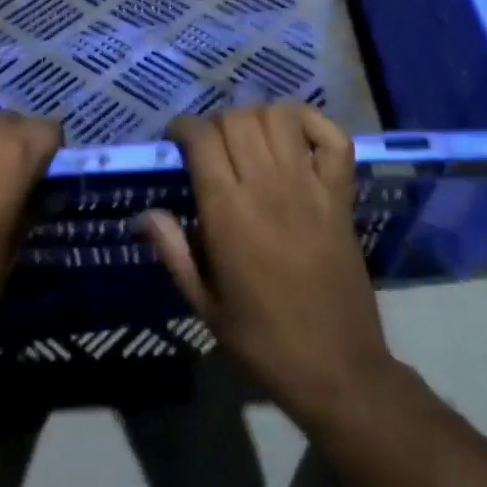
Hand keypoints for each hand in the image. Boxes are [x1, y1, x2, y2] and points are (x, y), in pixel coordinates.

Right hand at [141, 103, 393, 418]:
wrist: (338, 370)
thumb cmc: (263, 340)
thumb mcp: (204, 304)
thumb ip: (173, 251)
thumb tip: (144, 213)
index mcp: (228, 214)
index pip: (201, 138)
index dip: (184, 128)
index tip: (177, 140)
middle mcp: (268, 187)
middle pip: (238, 118)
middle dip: (217, 122)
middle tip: (213, 145)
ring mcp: (310, 187)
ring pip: (280, 116)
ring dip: (259, 117)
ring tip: (250, 139)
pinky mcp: (341, 195)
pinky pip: (333, 137)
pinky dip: (314, 125)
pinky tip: (296, 138)